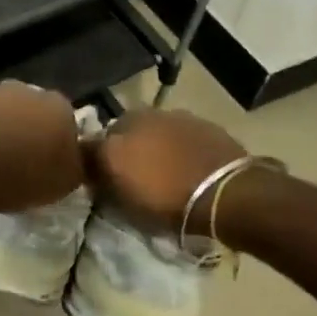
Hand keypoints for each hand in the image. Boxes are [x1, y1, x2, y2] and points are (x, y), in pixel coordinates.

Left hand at [0, 82, 84, 213]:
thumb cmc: (14, 171)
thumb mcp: (63, 183)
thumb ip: (78, 168)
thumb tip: (74, 161)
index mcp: (60, 105)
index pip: (72, 129)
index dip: (64, 155)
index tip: (53, 177)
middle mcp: (28, 91)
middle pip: (38, 121)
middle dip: (34, 144)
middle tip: (26, 176)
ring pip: (7, 123)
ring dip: (4, 142)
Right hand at [88, 108, 244, 232]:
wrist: (227, 194)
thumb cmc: (166, 199)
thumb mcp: (120, 197)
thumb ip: (100, 176)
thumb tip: (89, 166)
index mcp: (117, 131)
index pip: (93, 142)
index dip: (95, 161)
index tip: (100, 178)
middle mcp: (143, 116)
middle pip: (124, 131)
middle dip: (125, 147)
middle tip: (131, 173)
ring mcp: (177, 118)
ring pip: (155, 131)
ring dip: (154, 145)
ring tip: (163, 169)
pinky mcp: (206, 126)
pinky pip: (182, 136)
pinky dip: (179, 147)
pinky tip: (186, 165)